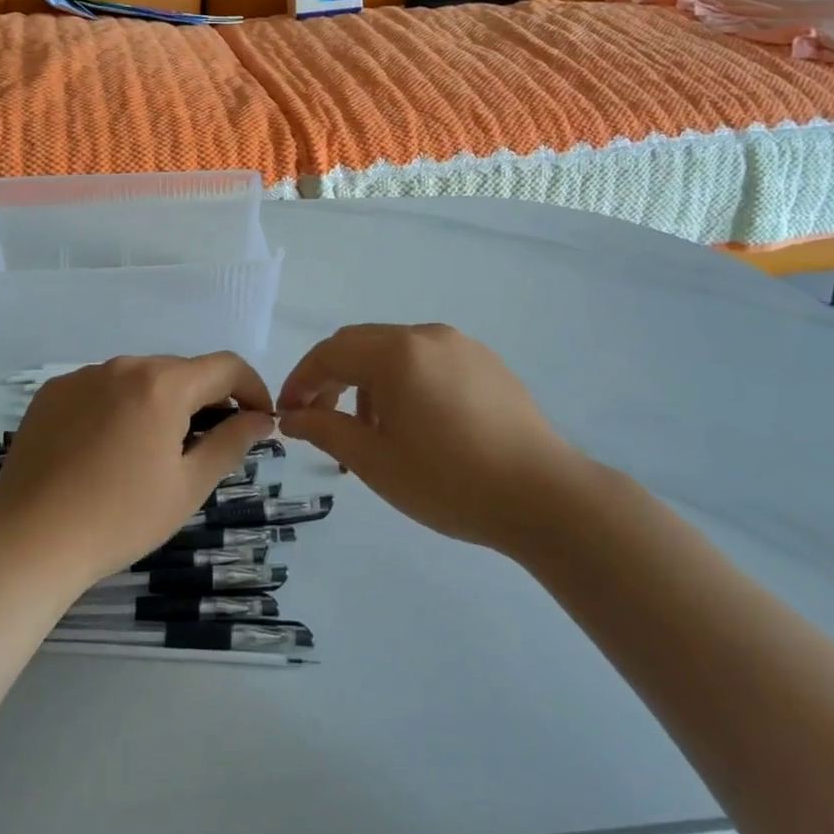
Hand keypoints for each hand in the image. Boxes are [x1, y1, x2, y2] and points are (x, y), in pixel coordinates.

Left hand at [0, 354, 276, 592]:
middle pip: (181, 371)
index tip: (261, 420)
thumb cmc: (119, 518)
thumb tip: (262, 418)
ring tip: (153, 453)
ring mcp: (82, 376)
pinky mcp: (52, 393)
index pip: (225, 366)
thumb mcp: (188, 486)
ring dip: (161, 404)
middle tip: (208, 446)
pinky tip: (108, 450)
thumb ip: (231, 443)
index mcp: (163, 384)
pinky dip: (120, 408)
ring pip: (140, 379)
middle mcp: (123, 365)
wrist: (27, 541)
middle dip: (206, 400)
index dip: (253, 388)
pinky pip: (102, 389)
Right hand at [277, 323, 592, 552]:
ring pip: (395, 351)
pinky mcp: (487, 363)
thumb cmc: (449, 481)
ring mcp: (462, 346)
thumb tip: (293, 416)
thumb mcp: (375, 461)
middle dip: (332, 377)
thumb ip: (325, 430)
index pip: (329, 353)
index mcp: (396, 352)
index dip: (301, 381)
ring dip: (368, 380)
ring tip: (371, 430)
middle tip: (320, 419)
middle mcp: (427, 336)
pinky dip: (404, 381)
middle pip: (361, 344)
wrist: (545, 497)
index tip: (288, 415)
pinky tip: (415, 422)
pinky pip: (429, 360)